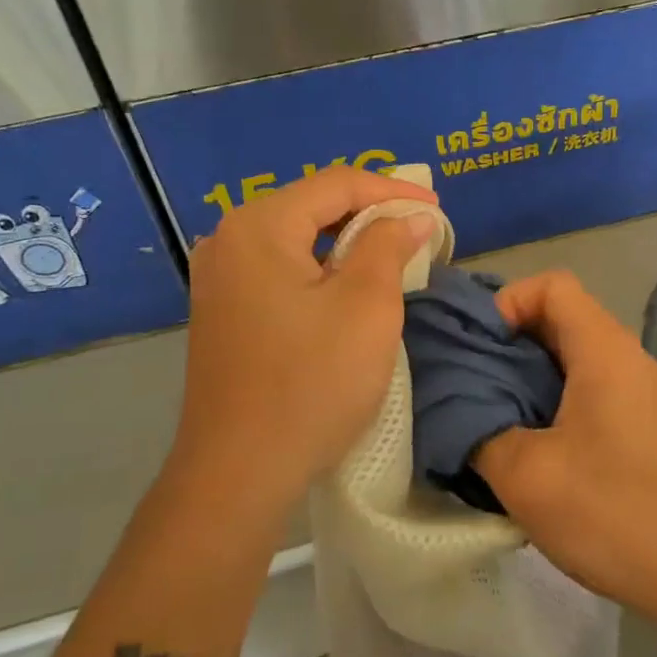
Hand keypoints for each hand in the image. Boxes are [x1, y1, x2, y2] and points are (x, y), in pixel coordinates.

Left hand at [171, 166, 438, 515]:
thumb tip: (411, 218)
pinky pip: (281, 269)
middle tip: (420, 227)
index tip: (438, 208)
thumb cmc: (311, 383)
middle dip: (371, 213)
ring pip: (297, 239)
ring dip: (347, 242)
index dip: (394, 190)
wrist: (239, 473)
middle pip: (312, 206)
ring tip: (394, 252)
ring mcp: (219, 278)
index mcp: (259, 226)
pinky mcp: (223, 310)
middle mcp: (229, 239)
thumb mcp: (366, 307)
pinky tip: (349, 284)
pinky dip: (321, 269)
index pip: (337, 184)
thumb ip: (388, 246)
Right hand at [473, 271, 656, 626]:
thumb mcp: (524, 473)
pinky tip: (529, 445)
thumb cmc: (609, 511)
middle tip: (470, 383)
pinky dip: (552, 401)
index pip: (552, 285)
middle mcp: (626, 358)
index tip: (478, 348)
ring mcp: (638, 392)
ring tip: (491, 415)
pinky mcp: (641, 425)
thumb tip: (457, 412)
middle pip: (560, 318)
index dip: (507, 302)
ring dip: (528, 377)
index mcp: (603, 350)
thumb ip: (479, 430)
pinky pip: (589, 389)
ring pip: (573, 357)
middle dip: (509, 343)